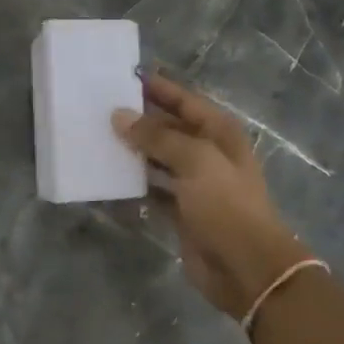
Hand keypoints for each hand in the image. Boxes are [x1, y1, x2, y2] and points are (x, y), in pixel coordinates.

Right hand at [112, 74, 314, 320]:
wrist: (246, 267)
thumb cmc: (226, 205)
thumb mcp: (195, 161)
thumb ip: (157, 136)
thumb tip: (119, 116)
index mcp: (219, 133)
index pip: (184, 100)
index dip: (157, 87)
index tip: (122, 76)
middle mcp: (207, 153)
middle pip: (168, 128)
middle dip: (138, 119)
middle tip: (99, 108)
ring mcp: (194, 183)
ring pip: (157, 158)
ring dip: (132, 150)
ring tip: (97, 137)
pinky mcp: (180, 210)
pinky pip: (151, 188)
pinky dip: (133, 183)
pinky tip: (107, 176)